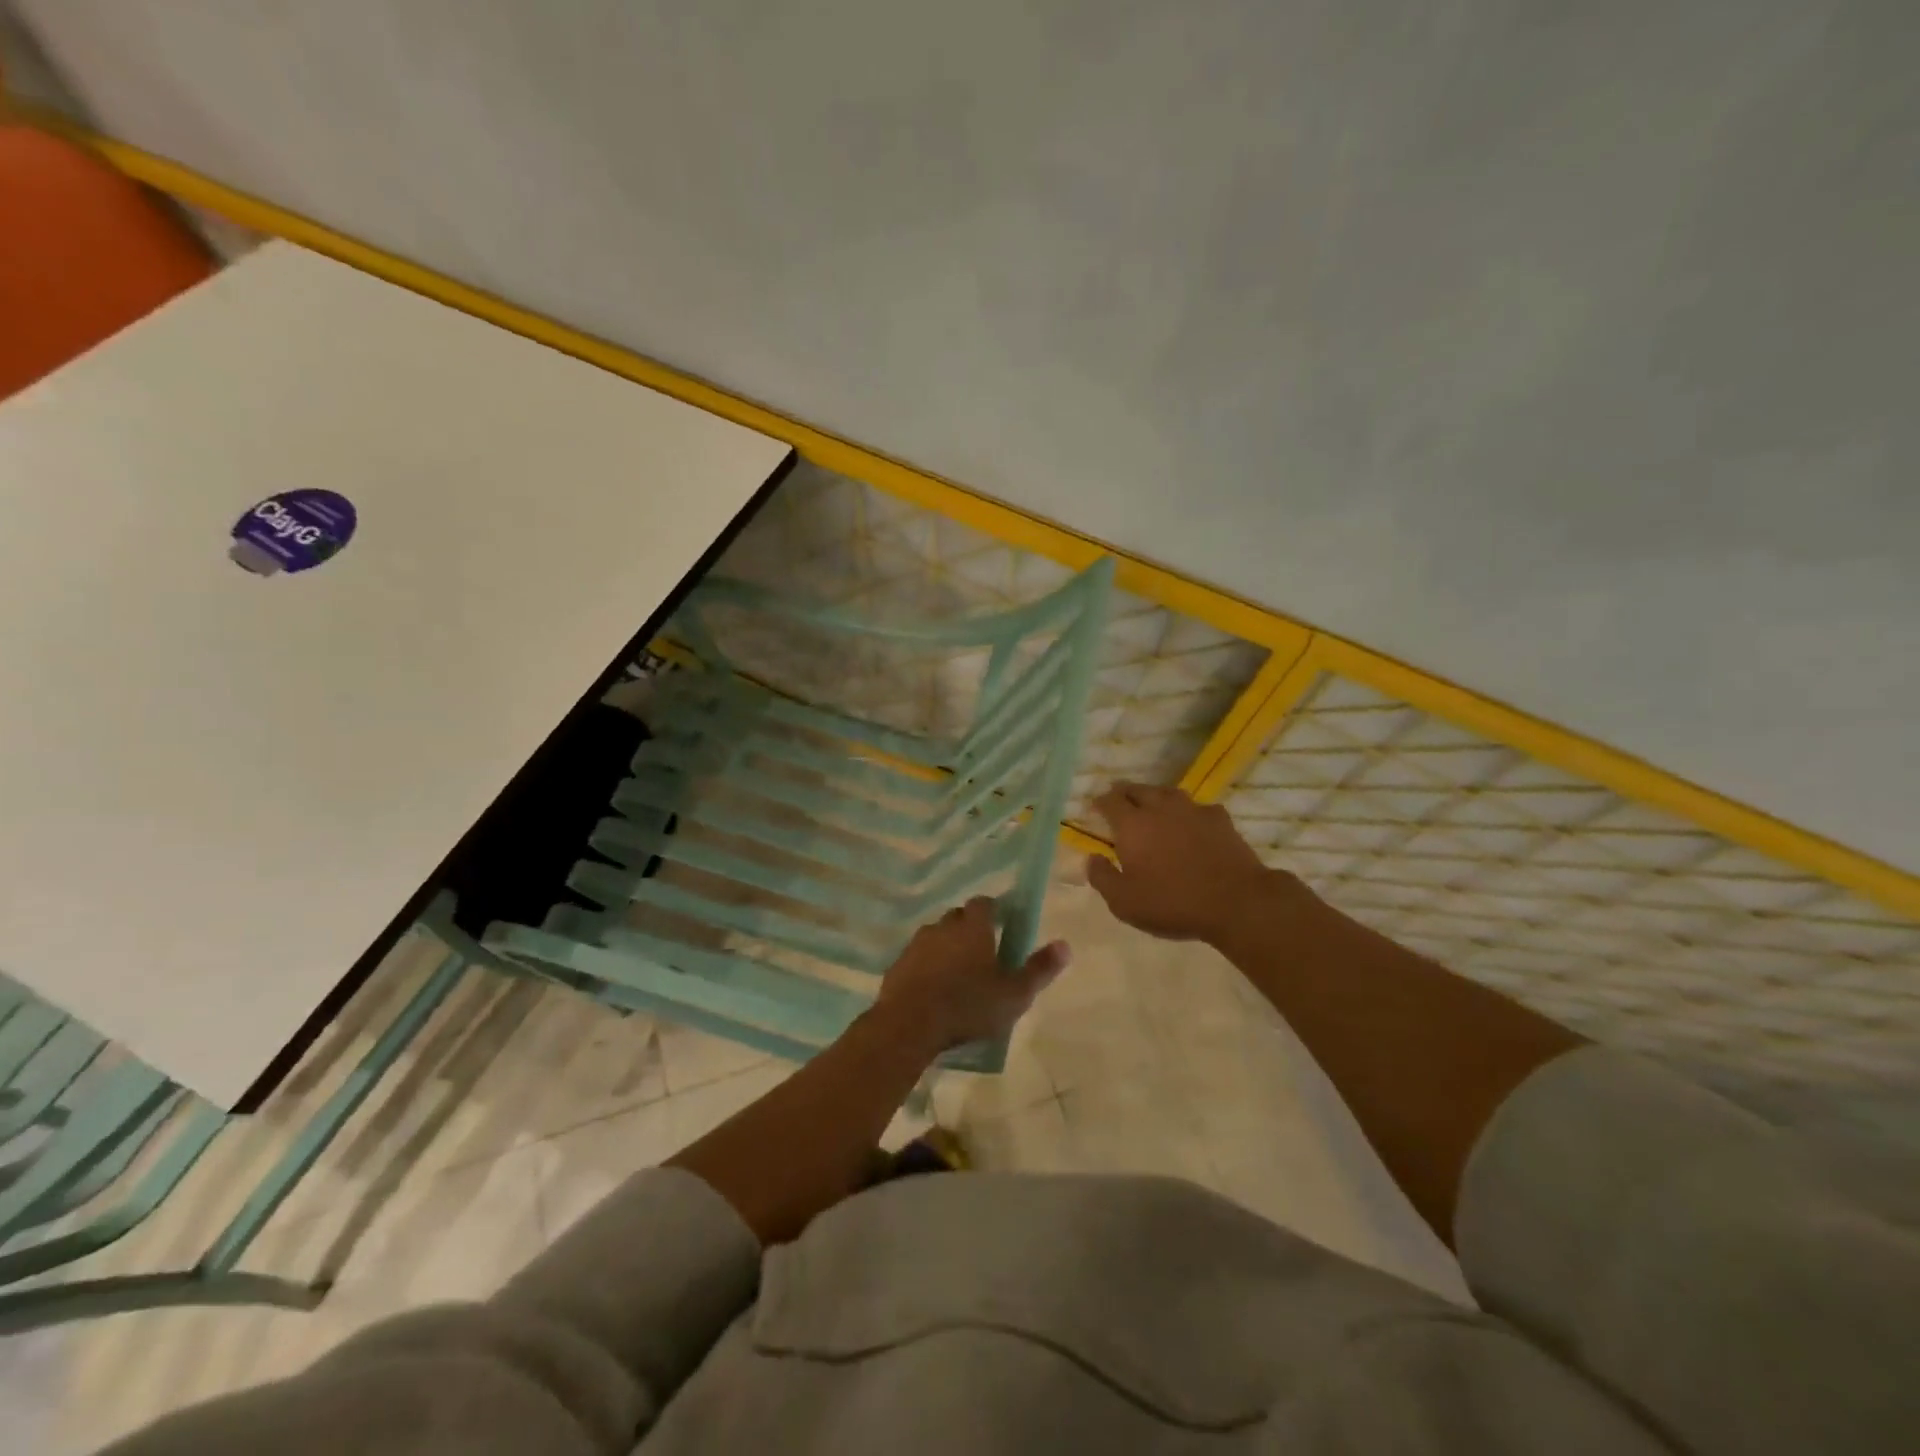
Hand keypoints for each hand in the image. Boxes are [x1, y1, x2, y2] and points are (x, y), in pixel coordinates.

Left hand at [875, 897, 1069, 1051]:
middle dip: (970, 930)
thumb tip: (1065, 945)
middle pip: (958, 918)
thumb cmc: (968, 1006)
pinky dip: (927, 966)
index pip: (984, 903)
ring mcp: (916, 944)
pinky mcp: (898, 964)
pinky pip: (917, 958)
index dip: (994, 911)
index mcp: (973, 927)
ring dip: (946, 948)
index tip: (1002, 926)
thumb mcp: (1014, 995)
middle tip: (983, 955)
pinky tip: (933, 989)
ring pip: (936, 937)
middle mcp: (943, 927)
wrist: (909, 1025)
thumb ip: (1039, 969)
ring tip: (958, 975)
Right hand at [1086, 781, 1298, 943]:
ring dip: (1155, 797)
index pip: (1110, 801)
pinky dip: (1187, 812)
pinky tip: (1190, 823)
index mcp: (1132, 825)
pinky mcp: (1220, 818)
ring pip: (1167, 793)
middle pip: (1137, 789)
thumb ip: (1102, 877)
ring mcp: (1192, 810)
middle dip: (1124, 793)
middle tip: (1119, 801)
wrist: (1236, 902)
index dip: (1100, 802)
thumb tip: (1091, 858)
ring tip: (1152, 807)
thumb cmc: (1172, 903)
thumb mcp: (1124, 902)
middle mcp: (1160, 808)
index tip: (1095, 807)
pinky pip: (1196, 807)